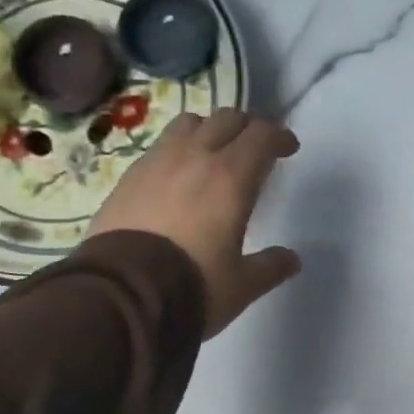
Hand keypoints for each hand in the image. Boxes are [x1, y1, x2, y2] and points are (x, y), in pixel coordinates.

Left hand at [88, 108, 301, 337]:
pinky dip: (178, 149)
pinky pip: (160, 146)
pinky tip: (178, 175)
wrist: (121, 295)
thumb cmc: (192, 286)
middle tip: (255, 148)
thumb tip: (292, 259)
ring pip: (189, 123)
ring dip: (209, 130)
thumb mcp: (241, 285)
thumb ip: (270, 267)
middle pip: (227, 119)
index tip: (288, 148)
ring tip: (214, 153)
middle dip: (247, 128)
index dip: (279, 136)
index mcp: (231, 178)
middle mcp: (195, 157)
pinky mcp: (128, 176)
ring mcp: (157, 162)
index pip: (261, 135)